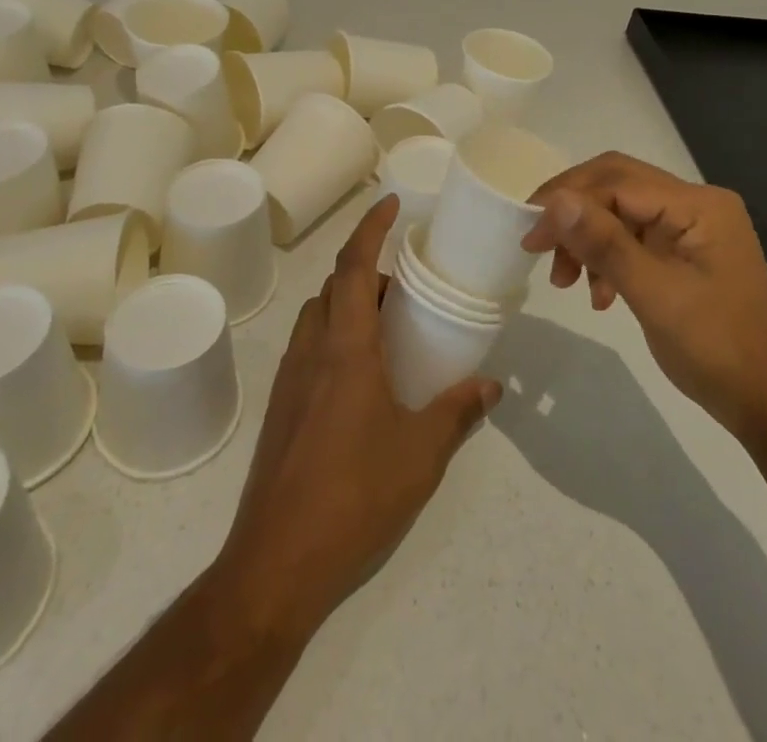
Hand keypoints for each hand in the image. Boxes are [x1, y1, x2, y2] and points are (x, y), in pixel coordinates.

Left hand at [213, 197, 501, 636]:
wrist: (275, 564)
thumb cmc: (353, 496)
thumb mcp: (421, 452)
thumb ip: (458, 411)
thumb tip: (492, 385)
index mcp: (346, 348)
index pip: (354, 266)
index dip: (370, 228)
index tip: (390, 202)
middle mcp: (312, 351)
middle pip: (333, 286)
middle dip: (366, 266)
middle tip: (405, 275)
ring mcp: (289, 380)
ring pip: (317, 316)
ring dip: (348, 300)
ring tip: (387, 320)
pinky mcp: (280, 410)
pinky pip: (308, 348)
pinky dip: (334, 334)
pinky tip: (361, 373)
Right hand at [522, 153, 766, 440]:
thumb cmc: (717, 349)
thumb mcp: (655, 295)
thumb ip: (605, 243)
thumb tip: (555, 201)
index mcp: (698, 204)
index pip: (618, 180)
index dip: (568, 199)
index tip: (529, 234)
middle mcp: (697, 204)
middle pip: (618, 187)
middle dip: (574, 214)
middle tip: (538, 246)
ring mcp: (693, 228)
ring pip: (622, 212)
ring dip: (588, 239)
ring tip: (566, 281)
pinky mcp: (686, 252)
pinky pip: (635, 239)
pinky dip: (609, 259)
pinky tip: (599, 295)